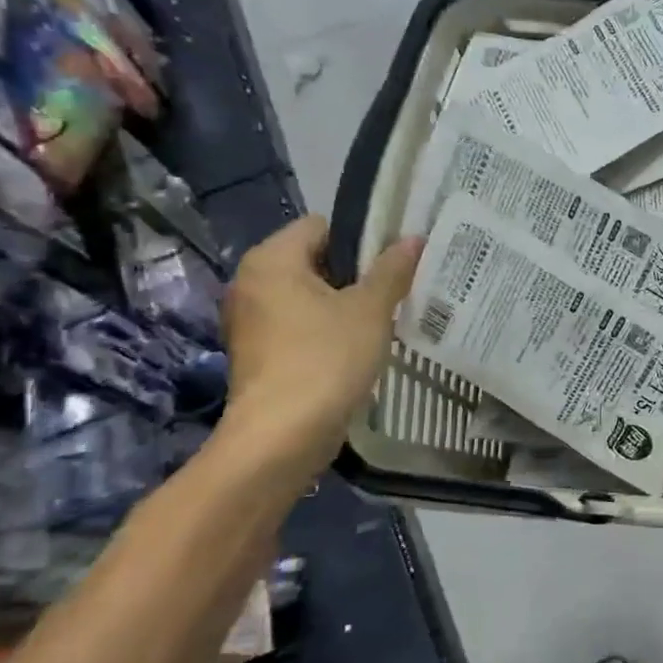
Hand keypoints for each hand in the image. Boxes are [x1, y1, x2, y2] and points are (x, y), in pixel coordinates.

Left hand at [221, 217, 422, 463]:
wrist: (282, 436)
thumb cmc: (326, 359)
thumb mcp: (370, 310)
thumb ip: (392, 270)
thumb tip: (413, 239)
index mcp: (271, 260)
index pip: (321, 227)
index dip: (361, 239)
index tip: (395, 261)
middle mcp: (250, 283)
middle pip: (314, 261)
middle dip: (356, 274)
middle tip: (397, 289)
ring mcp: (250, 322)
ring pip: (307, 297)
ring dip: (343, 305)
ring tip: (384, 320)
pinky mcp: (258, 355)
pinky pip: (298, 326)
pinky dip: (326, 331)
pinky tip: (358, 349)